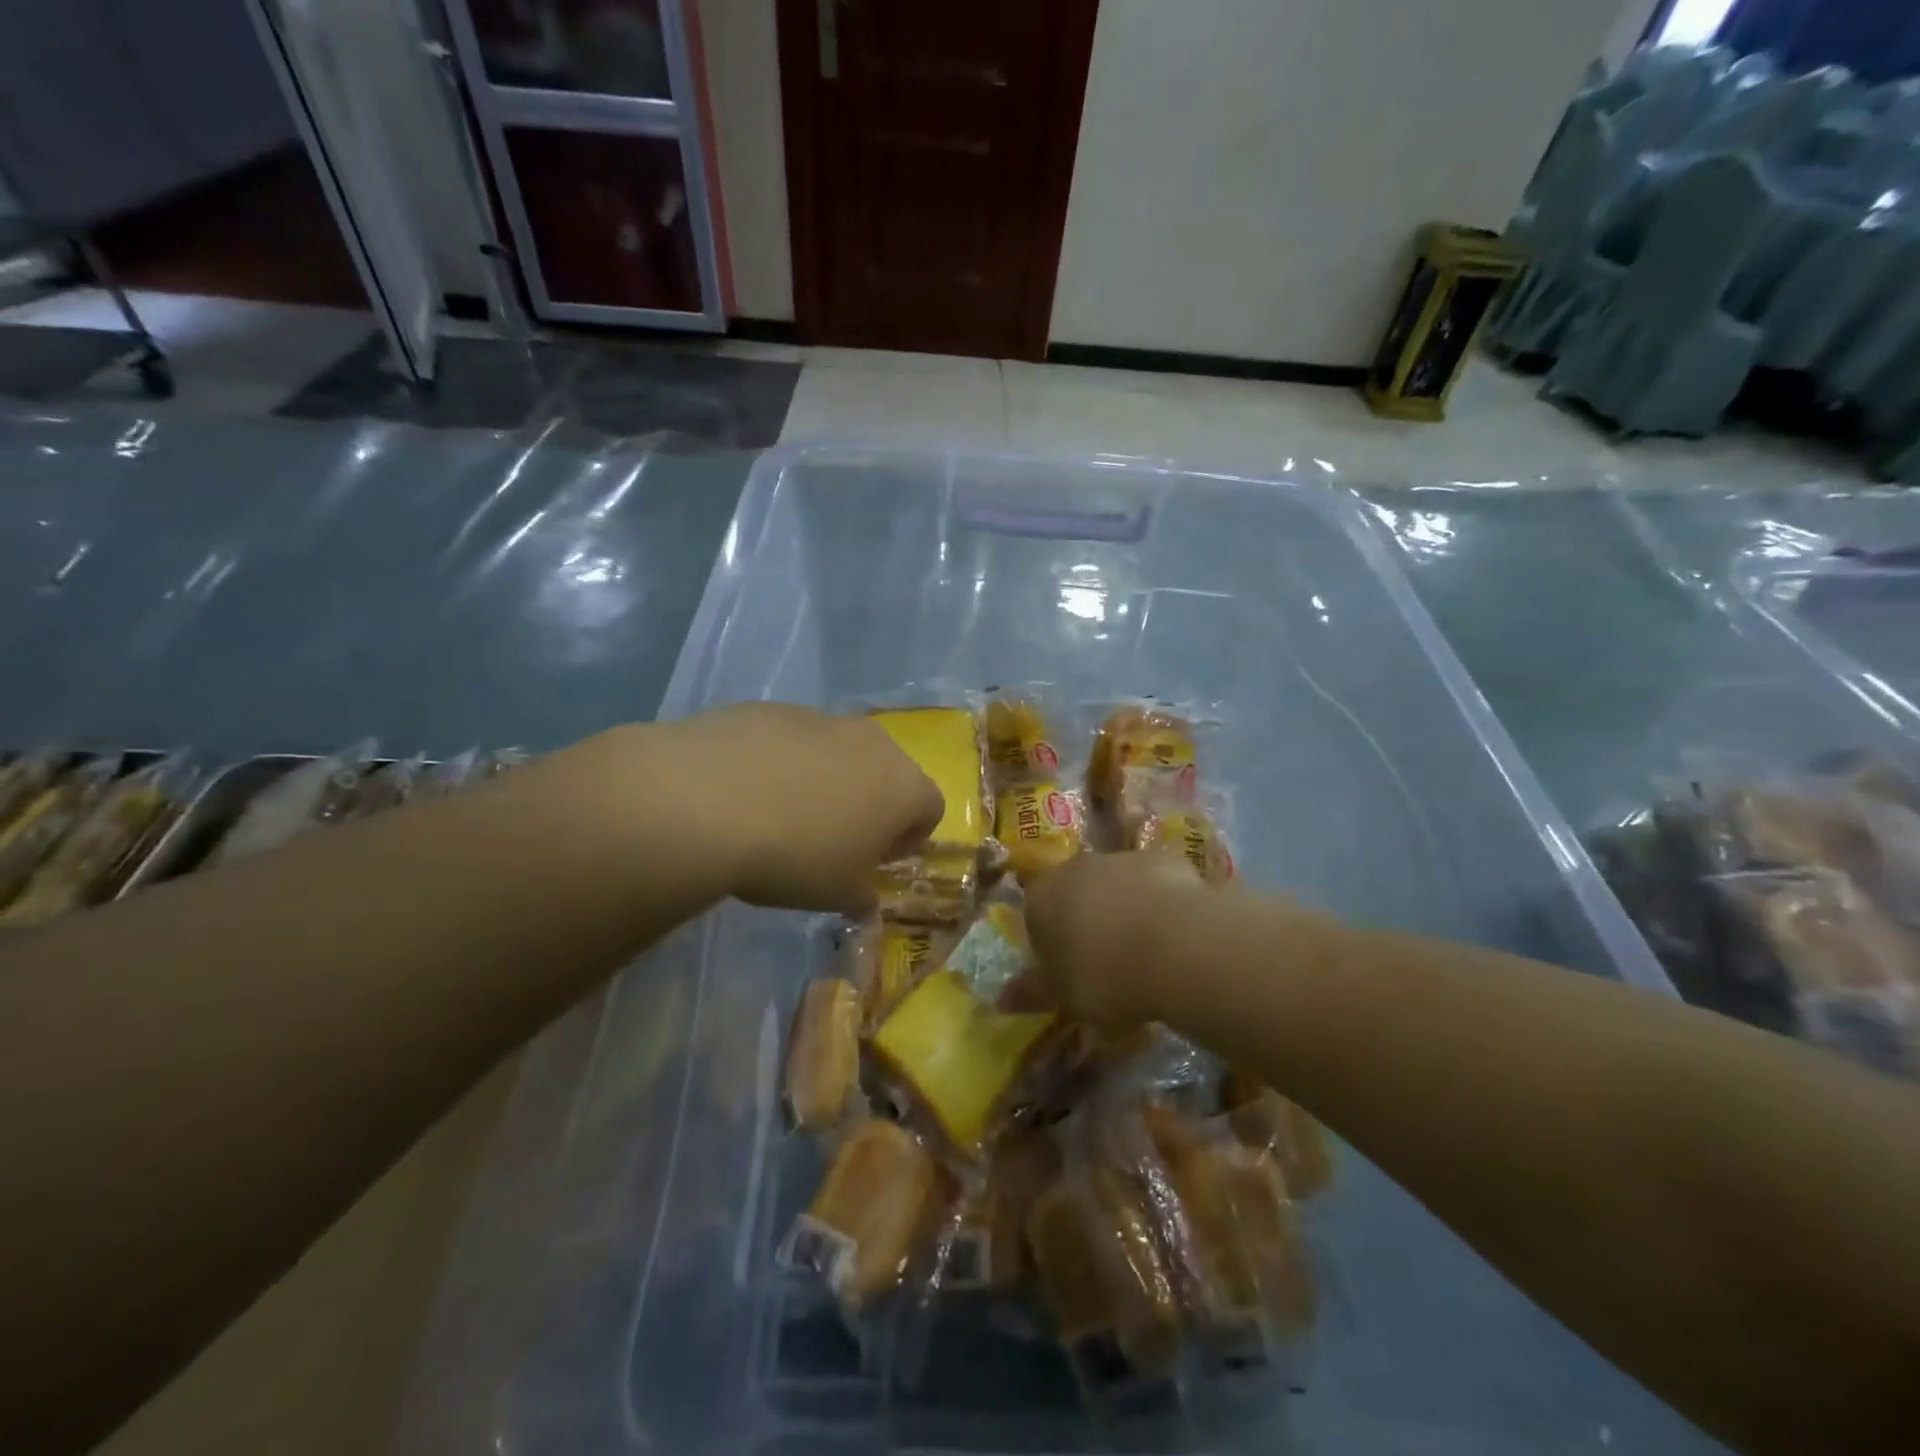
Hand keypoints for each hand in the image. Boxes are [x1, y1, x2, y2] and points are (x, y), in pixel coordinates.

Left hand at [655, 702, 944, 913]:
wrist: (707, 800)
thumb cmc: (795, 856)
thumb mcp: (838, 895)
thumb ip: (863, 895)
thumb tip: (864, 895)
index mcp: (904, 785)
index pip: (931, 809)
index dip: (909, 838)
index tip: (877, 861)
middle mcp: (873, 742)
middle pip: (887, 772)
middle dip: (869, 803)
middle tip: (833, 838)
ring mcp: (821, 718)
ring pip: (838, 752)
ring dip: (826, 780)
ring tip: (783, 814)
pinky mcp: (772, 709)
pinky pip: (791, 740)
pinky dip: (782, 762)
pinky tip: (746, 791)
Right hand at [1019, 849, 1207, 1025]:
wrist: (1177, 946)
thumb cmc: (1105, 975)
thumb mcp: (1063, 997)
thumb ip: (1031, 992)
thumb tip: (1001, 998)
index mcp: (1042, 896)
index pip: (1035, 913)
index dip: (1050, 942)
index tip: (1068, 970)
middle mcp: (1076, 866)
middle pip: (1075, 891)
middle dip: (1086, 918)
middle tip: (1106, 960)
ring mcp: (1122, 858)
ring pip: (1116, 883)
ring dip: (1124, 907)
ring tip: (1146, 950)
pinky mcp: (1165, 859)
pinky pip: (1156, 883)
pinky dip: (1161, 902)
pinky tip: (1177, 935)